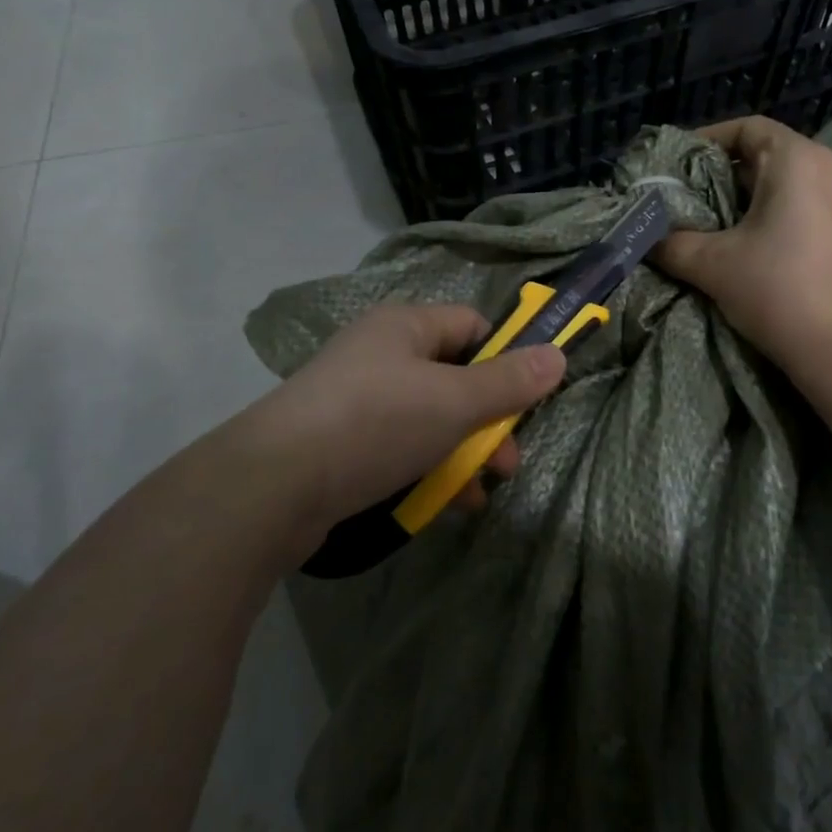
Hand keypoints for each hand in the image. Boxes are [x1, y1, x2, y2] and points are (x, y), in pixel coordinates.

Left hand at [208, 303, 565, 557]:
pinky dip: (427, 471)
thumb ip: (509, 382)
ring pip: (430, 419)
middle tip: (506, 463)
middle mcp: (381, 354)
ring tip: (480, 493)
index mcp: (405, 326)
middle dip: (488, 421)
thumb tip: (558, 355)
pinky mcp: (342, 443)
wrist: (273, 486)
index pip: (472, 326)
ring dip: (462, 454)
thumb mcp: (455, 402)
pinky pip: (400, 447)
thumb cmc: (376, 423)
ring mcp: (358, 400)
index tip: (526, 399)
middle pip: (454, 378)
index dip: (505, 357)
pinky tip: (445, 505)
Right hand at [655, 116, 831, 381]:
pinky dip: (789, 212)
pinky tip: (767, 245)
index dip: (709, 139)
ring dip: (760, 194)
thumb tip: (648, 239)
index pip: (748, 127)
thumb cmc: (780, 291)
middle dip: (730, 172)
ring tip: (726, 222)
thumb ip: (673, 244)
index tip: (680, 162)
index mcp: (799, 160)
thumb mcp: (713, 265)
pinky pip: (819, 204)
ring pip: (798, 180)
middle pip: (773, 153)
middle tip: (694, 197)